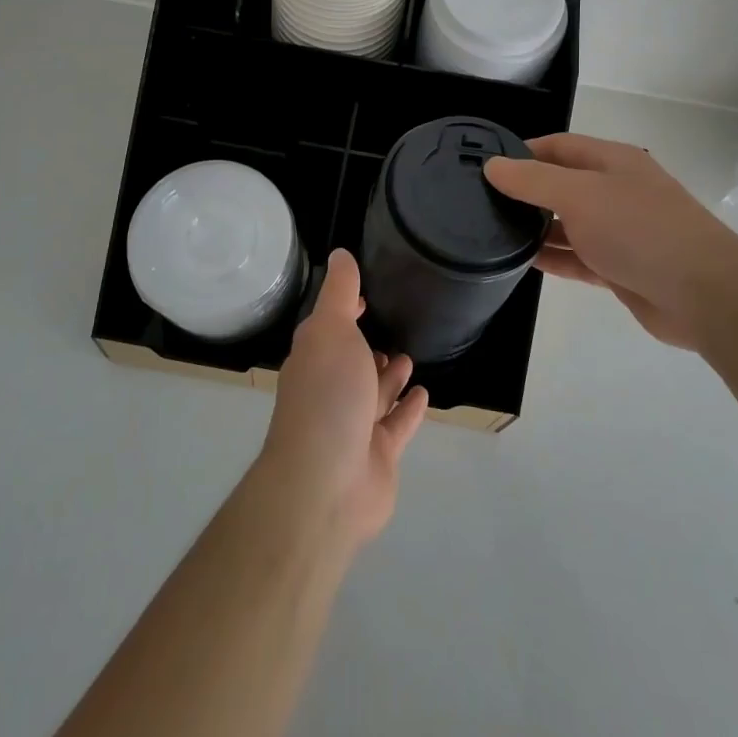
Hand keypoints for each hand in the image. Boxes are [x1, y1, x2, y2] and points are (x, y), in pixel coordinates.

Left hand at [257, 249, 429, 551]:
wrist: (326, 483)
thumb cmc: (327, 395)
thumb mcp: (331, 329)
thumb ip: (338, 292)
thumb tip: (340, 253)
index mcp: (314, 359)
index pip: (328, 328)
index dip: (344, 311)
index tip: (363, 297)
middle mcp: (330, 391)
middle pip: (351, 365)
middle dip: (368, 348)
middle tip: (394, 331)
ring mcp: (353, 427)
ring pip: (374, 395)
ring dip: (389, 377)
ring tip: (409, 357)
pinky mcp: (378, 456)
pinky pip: (396, 426)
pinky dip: (408, 409)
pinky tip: (423, 394)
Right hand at [484, 133, 727, 351]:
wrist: (702, 294)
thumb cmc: (638, 230)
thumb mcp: (579, 195)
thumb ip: (533, 180)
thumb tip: (492, 165)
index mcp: (612, 162)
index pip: (558, 146)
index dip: (522, 151)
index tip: (485, 166)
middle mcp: (615, 191)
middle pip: (562, 184)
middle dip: (525, 191)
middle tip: (480, 202)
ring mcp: (619, 231)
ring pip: (567, 224)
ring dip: (535, 227)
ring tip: (491, 232)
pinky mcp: (619, 267)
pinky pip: (577, 257)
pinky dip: (552, 257)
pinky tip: (520, 261)